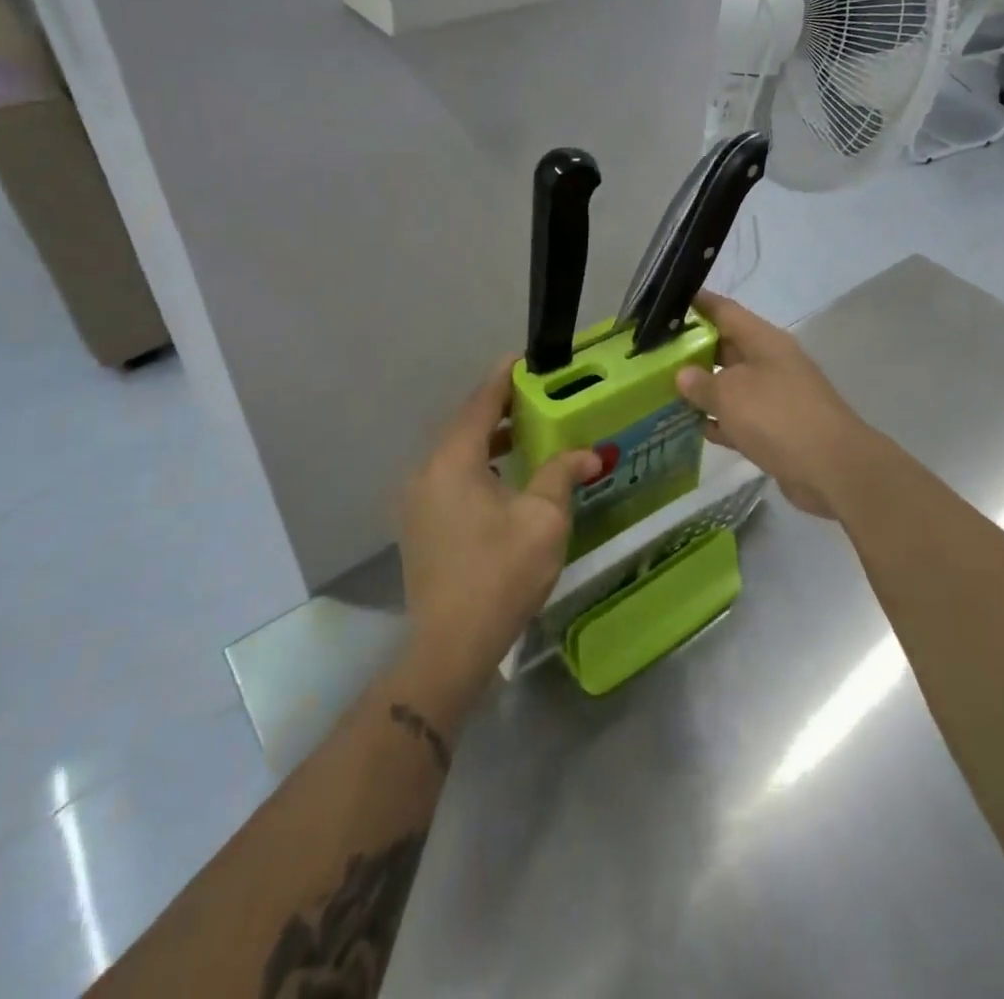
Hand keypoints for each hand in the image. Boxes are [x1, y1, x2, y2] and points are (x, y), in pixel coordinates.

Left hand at [397, 358, 598, 700]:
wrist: (451, 645)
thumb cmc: (501, 573)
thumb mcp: (543, 519)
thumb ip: (562, 474)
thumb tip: (587, 453)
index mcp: (453, 460)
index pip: (480, 403)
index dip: (504, 377)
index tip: (525, 358)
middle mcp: (426, 471)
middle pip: (465, 425)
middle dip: (500, 408)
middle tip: (537, 395)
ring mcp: (417, 500)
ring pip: (456, 453)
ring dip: (489, 439)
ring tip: (526, 432)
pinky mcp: (418, 524)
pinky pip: (449, 477)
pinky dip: (477, 465)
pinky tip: (504, 477)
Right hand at [675, 293, 871, 518]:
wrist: (832, 468)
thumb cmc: (777, 416)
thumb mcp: (730, 395)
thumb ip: (701, 383)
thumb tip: (683, 375)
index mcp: (764, 341)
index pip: (725, 311)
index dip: (698, 304)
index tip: (667, 303)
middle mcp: (771, 363)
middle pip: (727, 348)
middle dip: (693, 350)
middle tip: (655, 353)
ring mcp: (777, 397)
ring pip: (732, 385)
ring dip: (703, 389)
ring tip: (663, 390)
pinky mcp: (778, 429)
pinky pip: (741, 418)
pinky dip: (720, 421)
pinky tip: (693, 428)